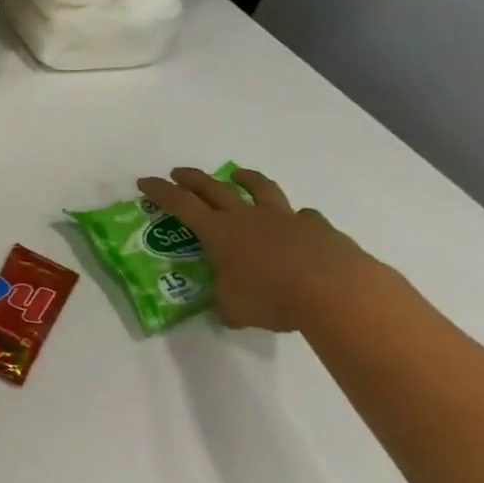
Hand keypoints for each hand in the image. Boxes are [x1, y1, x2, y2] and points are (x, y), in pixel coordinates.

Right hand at [136, 167, 386, 331]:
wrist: (338, 291)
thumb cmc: (272, 297)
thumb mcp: (234, 309)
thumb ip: (225, 304)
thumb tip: (226, 309)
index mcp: (219, 232)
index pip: (180, 204)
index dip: (160, 191)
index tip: (145, 181)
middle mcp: (248, 218)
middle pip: (214, 188)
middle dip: (193, 178)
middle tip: (179, 173)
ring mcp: (285, 219)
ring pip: (261, 189)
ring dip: (246, 179)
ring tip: (238, 174)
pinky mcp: (319, 228)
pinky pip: (303, 216)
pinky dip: (296, 217)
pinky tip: (297, 223)